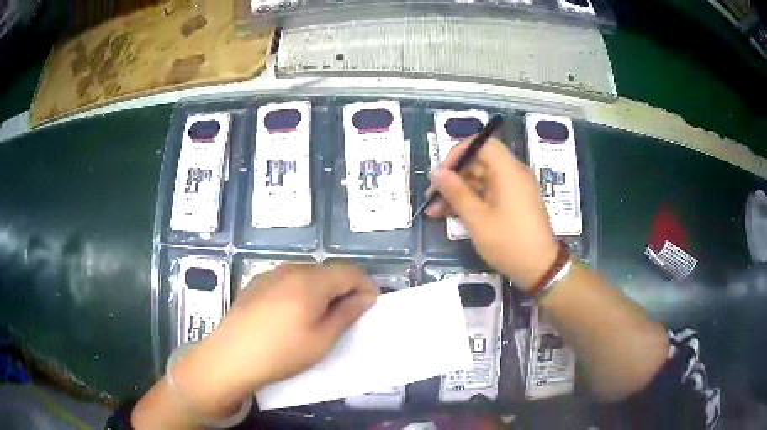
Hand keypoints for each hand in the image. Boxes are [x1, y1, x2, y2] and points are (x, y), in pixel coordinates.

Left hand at [168, 264, 378, 417]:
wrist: (231, 357)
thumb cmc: (282, 352)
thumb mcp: (322, 339)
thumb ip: (347, 313)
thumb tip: (366, 296)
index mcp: (311, 280)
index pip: (349, 271)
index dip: (365, 285)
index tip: (370, 306)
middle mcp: (290, 269)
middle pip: (327, 271)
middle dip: (343, 289)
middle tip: (347, 316)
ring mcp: (270, 274)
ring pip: (307, 275)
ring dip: (322, 291)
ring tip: (320, 317)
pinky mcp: (255, 284)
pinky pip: (287, 281)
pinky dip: (300, 292)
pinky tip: (292, 315)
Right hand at [426, 138, 557, 290]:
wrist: (539, 268)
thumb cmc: (509, 242)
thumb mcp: (477, 219)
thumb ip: (455, 192)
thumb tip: (436, 172)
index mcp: (508, 170)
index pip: (482, 143)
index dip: (459, 152)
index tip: (442, 172)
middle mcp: (512, 174)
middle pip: (478, 162)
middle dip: (453, 177)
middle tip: (432, 196)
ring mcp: (513, 189)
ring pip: (480, 180)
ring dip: (458, 192)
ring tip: (434, 211)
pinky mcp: (513, 202)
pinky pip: (488, 193)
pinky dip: (471, 201)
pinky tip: (450, 215)